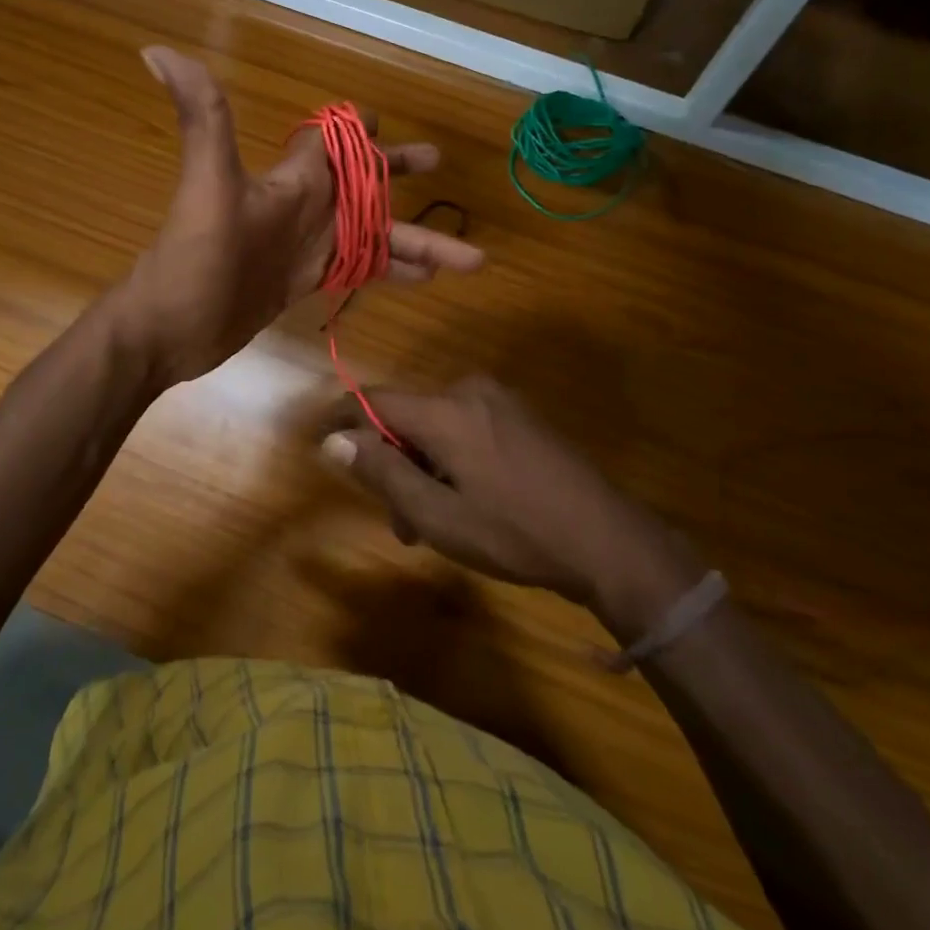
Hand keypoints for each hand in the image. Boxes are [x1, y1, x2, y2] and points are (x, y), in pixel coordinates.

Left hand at [119, 47, 484, 385]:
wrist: (169, 329)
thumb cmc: (193, 258)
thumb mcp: (206, 184)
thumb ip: (202, 117)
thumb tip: (157, 49)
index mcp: (293, 180)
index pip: (331, 140)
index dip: (358, 126)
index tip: (386, 118)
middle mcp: (305, 207)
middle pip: (364, 184)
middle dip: (400, 172)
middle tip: (439, 164)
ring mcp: (306, 247)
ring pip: (374, 236)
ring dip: (418, 242)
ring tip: (470, 259)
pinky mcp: (304, 282)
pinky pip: (359, 270)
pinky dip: (391, 272)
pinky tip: (424, 281)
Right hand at [322, 376, 706, 638]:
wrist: (608, 539)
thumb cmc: (515, 532)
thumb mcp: (439, 515)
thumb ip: (383, 473)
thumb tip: (333, 442)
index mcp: (445, 410)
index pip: (373, 399)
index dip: (342, 420)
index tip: (321, 444)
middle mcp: (469, 390)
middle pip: (407, 417)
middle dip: (394, 464)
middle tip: (402, 523)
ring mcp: (500, 400)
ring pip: (437, 426)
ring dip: (424, 468)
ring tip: (436, 524)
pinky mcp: (520, 415)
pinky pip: (466, 427)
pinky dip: (452, 458)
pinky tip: (468, 500)